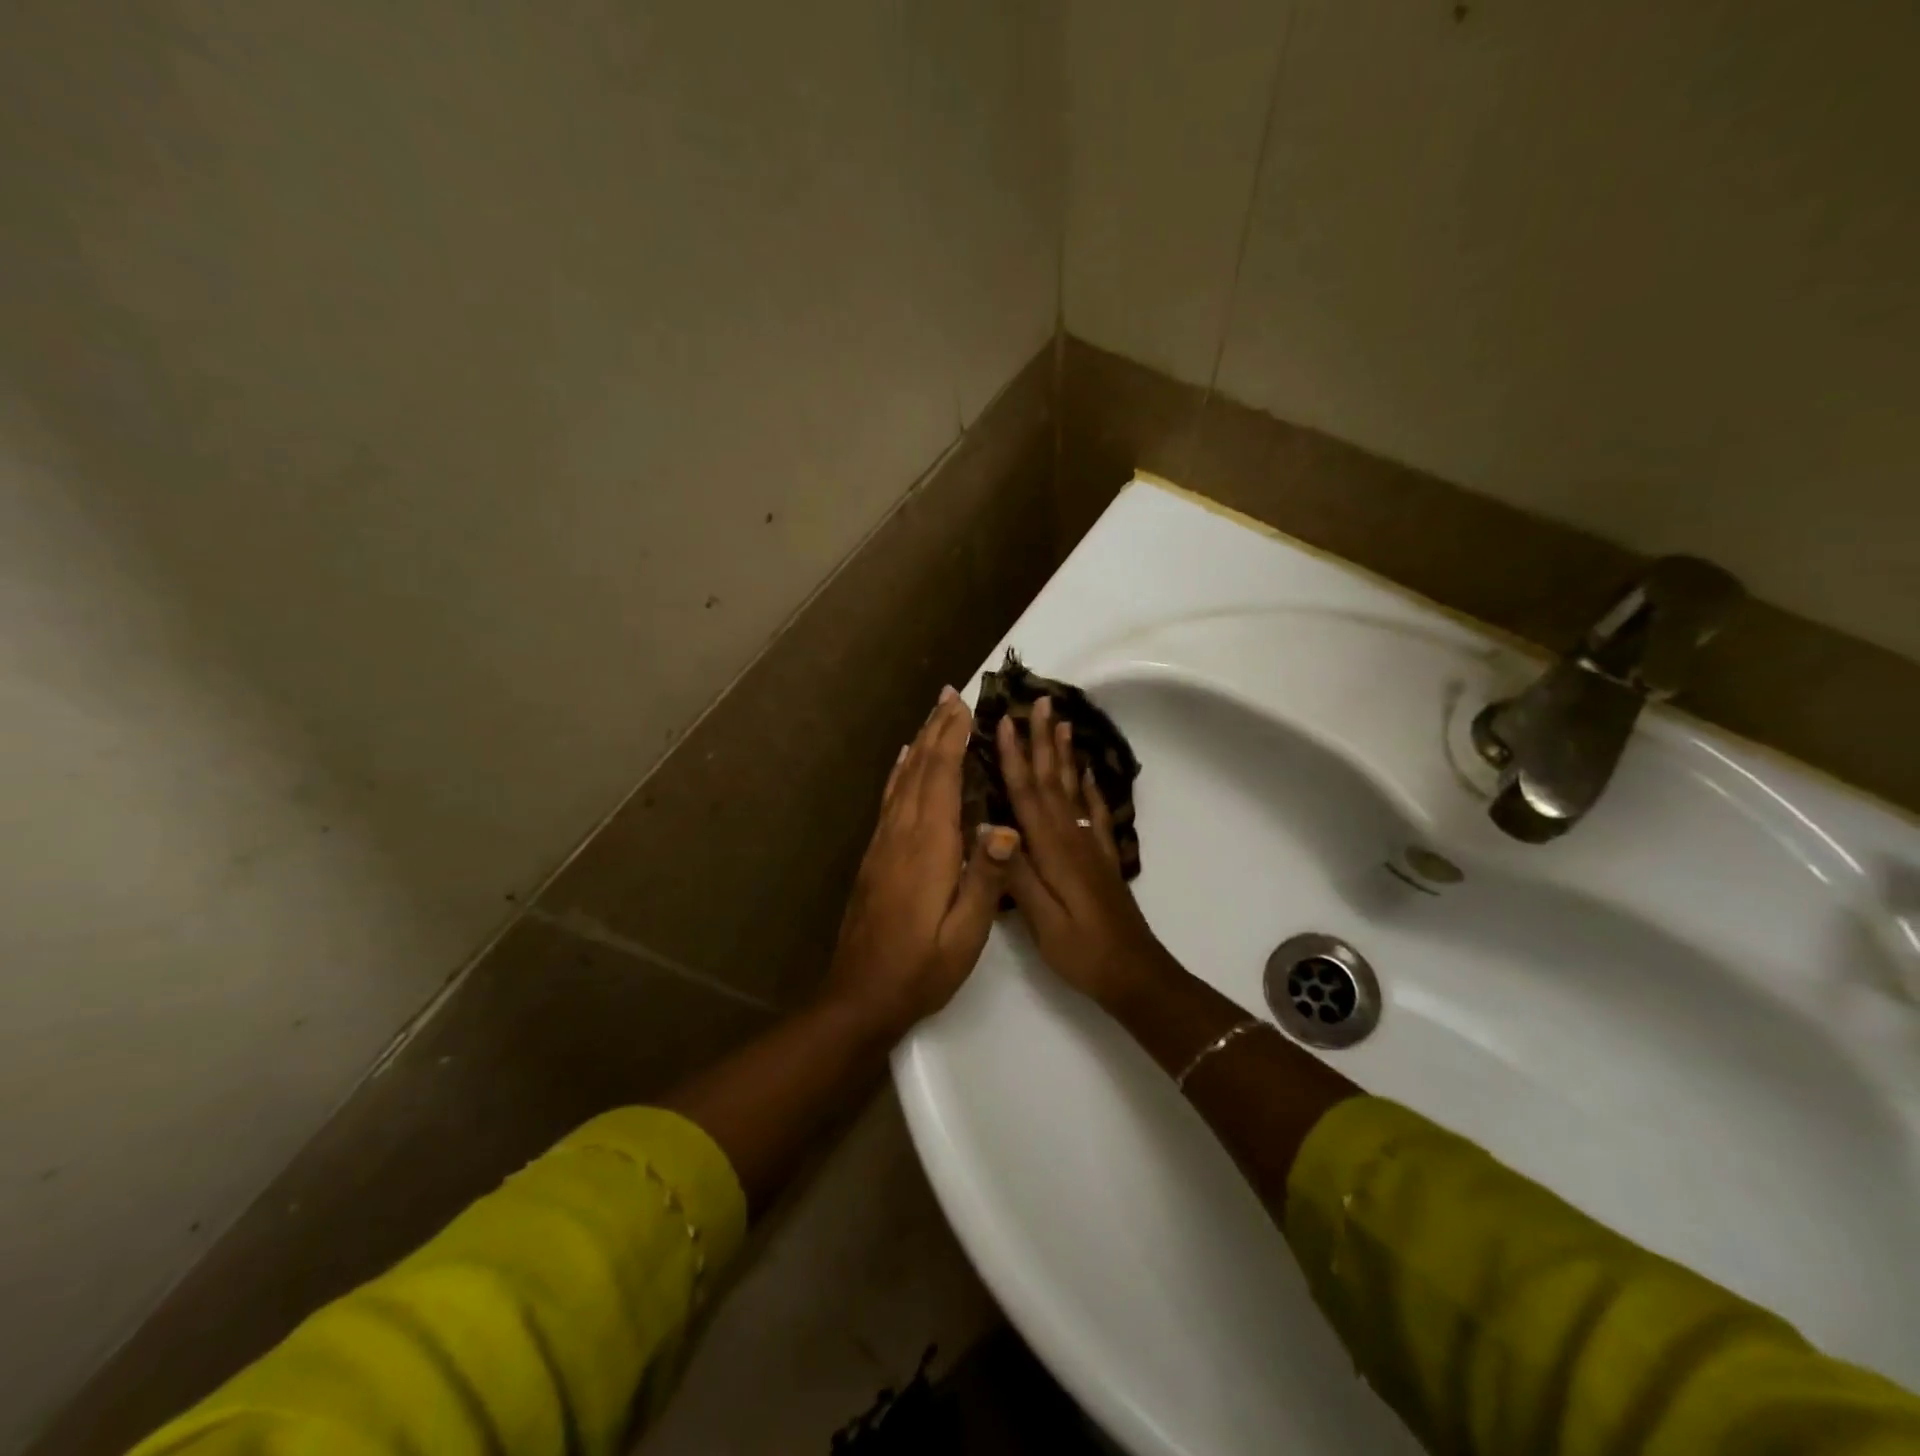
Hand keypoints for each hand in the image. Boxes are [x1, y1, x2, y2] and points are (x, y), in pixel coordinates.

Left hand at [822, 686, 1020, 1039]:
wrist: (860, 995)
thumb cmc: (921, 968)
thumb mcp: (965, 934)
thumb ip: (986, 879)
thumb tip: (1006, 826)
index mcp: (928, 847)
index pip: (941, 777)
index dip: (952, 737)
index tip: (965, 704)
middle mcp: (901, 834)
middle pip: (919, 768)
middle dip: (936, 729)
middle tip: (950, 693)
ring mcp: (883, 843)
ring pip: (902, 779)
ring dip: (919, 744)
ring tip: (932, 716)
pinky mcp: (874, 856)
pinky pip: (889, 799)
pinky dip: (900, 772)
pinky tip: (902, 763)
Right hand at [998, 697, 1178, 1008]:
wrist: (1135, 973)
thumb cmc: (1082, 951)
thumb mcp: (1043, 920)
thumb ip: (1017, 874)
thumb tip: (989, 828)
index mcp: (1052, 850)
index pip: (1027, 793)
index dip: (1013, 757)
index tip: (1003, 721)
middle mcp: (1072, 837)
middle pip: (1052, 780)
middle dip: (1042, 740)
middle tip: (1040, 701)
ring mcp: (1090, 845)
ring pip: (1073, 788)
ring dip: (1065, 753)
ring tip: (1062, 722)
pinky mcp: (1102, 857)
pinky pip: (1095, 811)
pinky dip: (1089, 786)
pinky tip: (1087, 772)